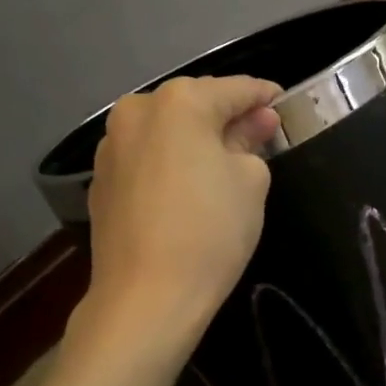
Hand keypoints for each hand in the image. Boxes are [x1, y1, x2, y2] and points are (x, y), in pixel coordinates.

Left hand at [81, 75, 281, 350]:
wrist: (146, 296)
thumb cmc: (211, 230)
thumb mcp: (250, 181)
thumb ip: (252, 141)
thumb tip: (256, 122)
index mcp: (179, 102)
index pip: (235, 89)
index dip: (265, 96)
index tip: (285, 104)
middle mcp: (137, 111)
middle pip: (195, 104)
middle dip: (228, 116)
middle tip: (260, 134)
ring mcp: (112, 145)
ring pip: (167, 130)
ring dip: (196, 137)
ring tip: (224, 161)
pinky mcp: (101, 179)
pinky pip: (147, 156)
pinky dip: (170, 160)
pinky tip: (188, 185)